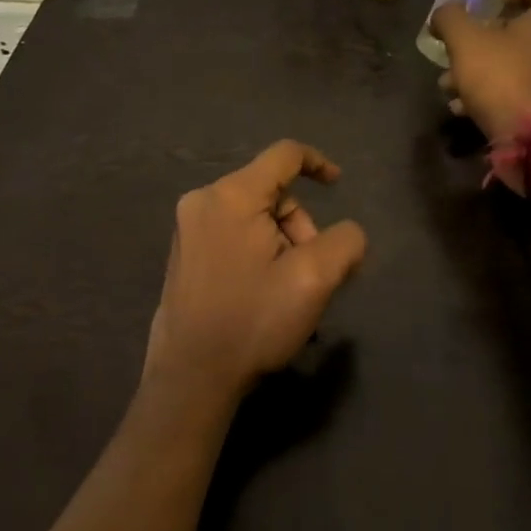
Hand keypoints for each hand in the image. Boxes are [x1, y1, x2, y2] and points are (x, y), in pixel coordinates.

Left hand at [142, 141, 367, 408]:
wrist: (191, 376)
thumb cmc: (253, 321)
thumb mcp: (314, 280)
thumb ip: (345, 242)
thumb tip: (346, 233)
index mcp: (232, 195)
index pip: (285, 154)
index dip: (319, 163)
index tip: (340, 185)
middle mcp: (203, 200)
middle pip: (271, 192)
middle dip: (299, 226)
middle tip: (311, 273)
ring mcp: (188, 228)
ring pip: (254, 216)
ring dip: (281, 244)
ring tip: (287, 291)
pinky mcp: (183, 253)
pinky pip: (233, 234)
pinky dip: (258, 252)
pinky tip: (264, 294)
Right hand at [432, 0, 530, 141]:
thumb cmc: (505, 79)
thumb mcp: (465, 41)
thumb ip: (451, 18)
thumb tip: (445, 12)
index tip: (489, 1)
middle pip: (528, 29)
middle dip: (488, 37)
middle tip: (462, 47)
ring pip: (523, 63)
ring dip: (488, 69)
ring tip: (453, 85)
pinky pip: (526, 91)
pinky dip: (499, 94)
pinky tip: (467, 108)